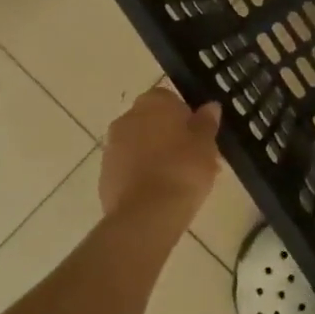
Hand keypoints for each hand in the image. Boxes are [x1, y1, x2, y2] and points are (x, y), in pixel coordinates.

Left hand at [99, 87, 222, 230]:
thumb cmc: (183, 169)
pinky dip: (142, 175)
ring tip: (179, 182)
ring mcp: (112, 146)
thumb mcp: (206, 144)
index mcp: (153, 102)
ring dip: (156, 156)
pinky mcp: (104, 174)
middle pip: (153, 122)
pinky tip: (160, 194)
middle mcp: (127, 117)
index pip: (170, 99)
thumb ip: (207, 122)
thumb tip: (210, 106)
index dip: (186, 117)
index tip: (199, 137)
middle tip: (193, 160)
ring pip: (140, 146)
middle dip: (171, 137)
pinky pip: (129, 168)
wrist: (146, 214)